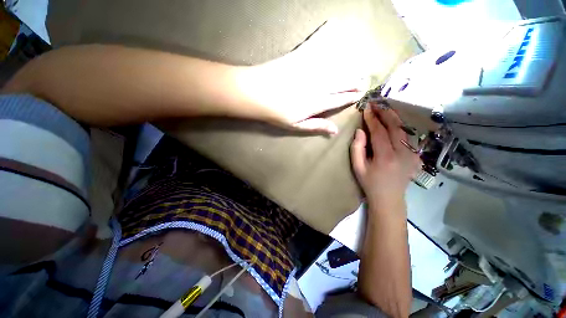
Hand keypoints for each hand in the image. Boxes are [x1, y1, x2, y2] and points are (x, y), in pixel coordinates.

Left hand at [243, 20, 368, 133]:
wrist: (256, 93)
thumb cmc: (276, 113)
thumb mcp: (296, 125)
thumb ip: (316, 125)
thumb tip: (335, 130)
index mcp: (317, 103)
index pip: (338, 100)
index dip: (349, 97)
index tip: (359, 94)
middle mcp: (318, 85)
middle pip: (340, 83)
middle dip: (353, 83)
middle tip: (363, 80)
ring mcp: (309, 70)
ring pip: (334, 67)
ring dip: (348, 66)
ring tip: (358, 66)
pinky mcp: (299, 57)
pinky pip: (315, 45)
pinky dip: (325, 36)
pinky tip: (333, 28)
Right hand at [350, 104, 420, 211]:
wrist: (389, 198)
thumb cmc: (369, 183)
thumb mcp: (358, 167)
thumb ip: (357, 148)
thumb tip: (360, 130)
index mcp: (385, 157)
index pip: (379, 131)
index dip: (372, 119)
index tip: (366, 109)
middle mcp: (402, 153)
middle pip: (395, 127)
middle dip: (385, 113)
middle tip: (376, 104)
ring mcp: (412, 154)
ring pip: (404, 129)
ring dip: (394, 117)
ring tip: (384, 109)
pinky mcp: (416, 155)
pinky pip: (407, 136)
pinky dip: (400, 126)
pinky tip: (393, 122)